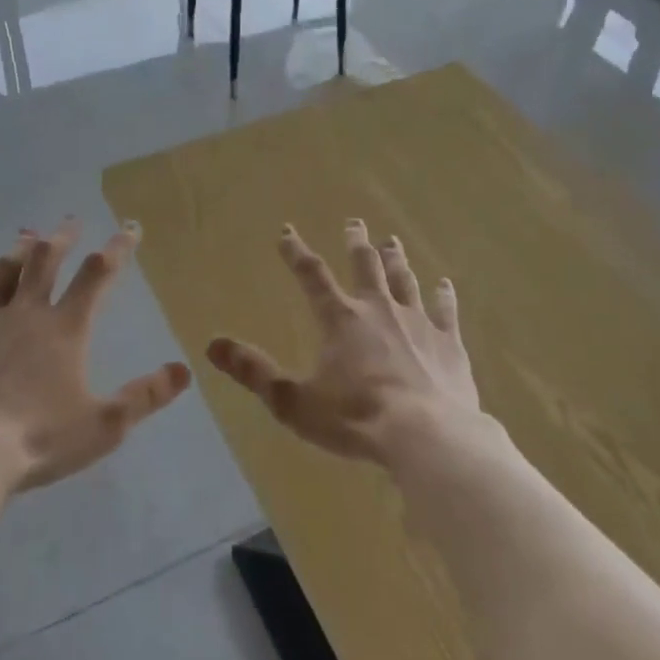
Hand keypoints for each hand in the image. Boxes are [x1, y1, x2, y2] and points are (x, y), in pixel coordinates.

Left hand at [0, 219, 192, 491]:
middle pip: (46, 262)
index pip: (97, 276)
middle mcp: (26, 313)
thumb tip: (184, 369)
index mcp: (65, 329)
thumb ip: (145, 396)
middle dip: (62, 238)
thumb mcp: (104, 425)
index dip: (117, 248)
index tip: (130, 227)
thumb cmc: (39, 439)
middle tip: (72, 221)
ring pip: (5, 271)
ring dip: (20, 248)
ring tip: (29, 232)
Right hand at [208, 220, 479, 466]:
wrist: (427, 436)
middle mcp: (378, 309)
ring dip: (396, 258)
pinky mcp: (448, 342)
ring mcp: (417, 322)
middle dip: (356, 242)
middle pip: (366, 265)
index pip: (311, 276)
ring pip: (404, 279)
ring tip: (391, 240)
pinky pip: (444, 310)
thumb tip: (212, 344)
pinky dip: (443, 294)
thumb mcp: (293, 401)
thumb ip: (254, 371)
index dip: (296, 252)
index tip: (286, 231)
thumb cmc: (356, 419)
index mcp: (340, 319)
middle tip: (354, 222)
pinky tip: (444, 282)